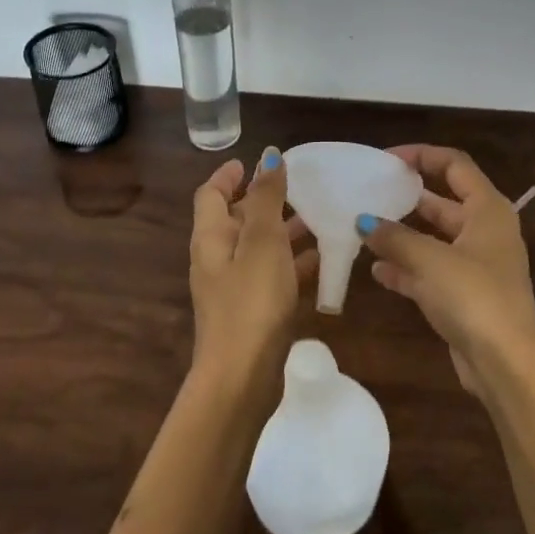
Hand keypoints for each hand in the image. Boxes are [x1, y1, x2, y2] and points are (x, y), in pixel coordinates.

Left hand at [189, 149, 318, 398]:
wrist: (242, 378)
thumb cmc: (251, 302)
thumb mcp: (262, 242)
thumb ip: (266, 198)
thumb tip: (268, 155)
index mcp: (211, 238)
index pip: (210, 194)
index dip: (229, 175)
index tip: (255, 161)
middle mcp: (217, 259)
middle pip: (236, 220)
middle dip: (265, 202)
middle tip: (300, 188)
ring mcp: (234, 288)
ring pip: (259, 249)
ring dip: (284, 232)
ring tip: (319, 219)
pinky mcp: (252, 312)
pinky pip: (273, 277)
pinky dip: (293, 264)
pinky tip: (324, 261)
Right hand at [358, 145, 534, 397]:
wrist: (505, 363)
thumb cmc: (473, 296)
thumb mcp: (430, 259)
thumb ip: (394, 237)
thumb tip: (363, 222)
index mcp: (487, 210)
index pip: (455, 165)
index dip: (422, 155)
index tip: (387, 159)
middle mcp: (484, 232)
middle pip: (442, 202)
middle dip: (407, 198)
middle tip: (369, 194)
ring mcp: (475, 266)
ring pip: (433, 239)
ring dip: (402, 236)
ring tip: (364, 230)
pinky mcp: (464, 296)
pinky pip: (429, 272)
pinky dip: (406, 268)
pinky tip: (376, 271)